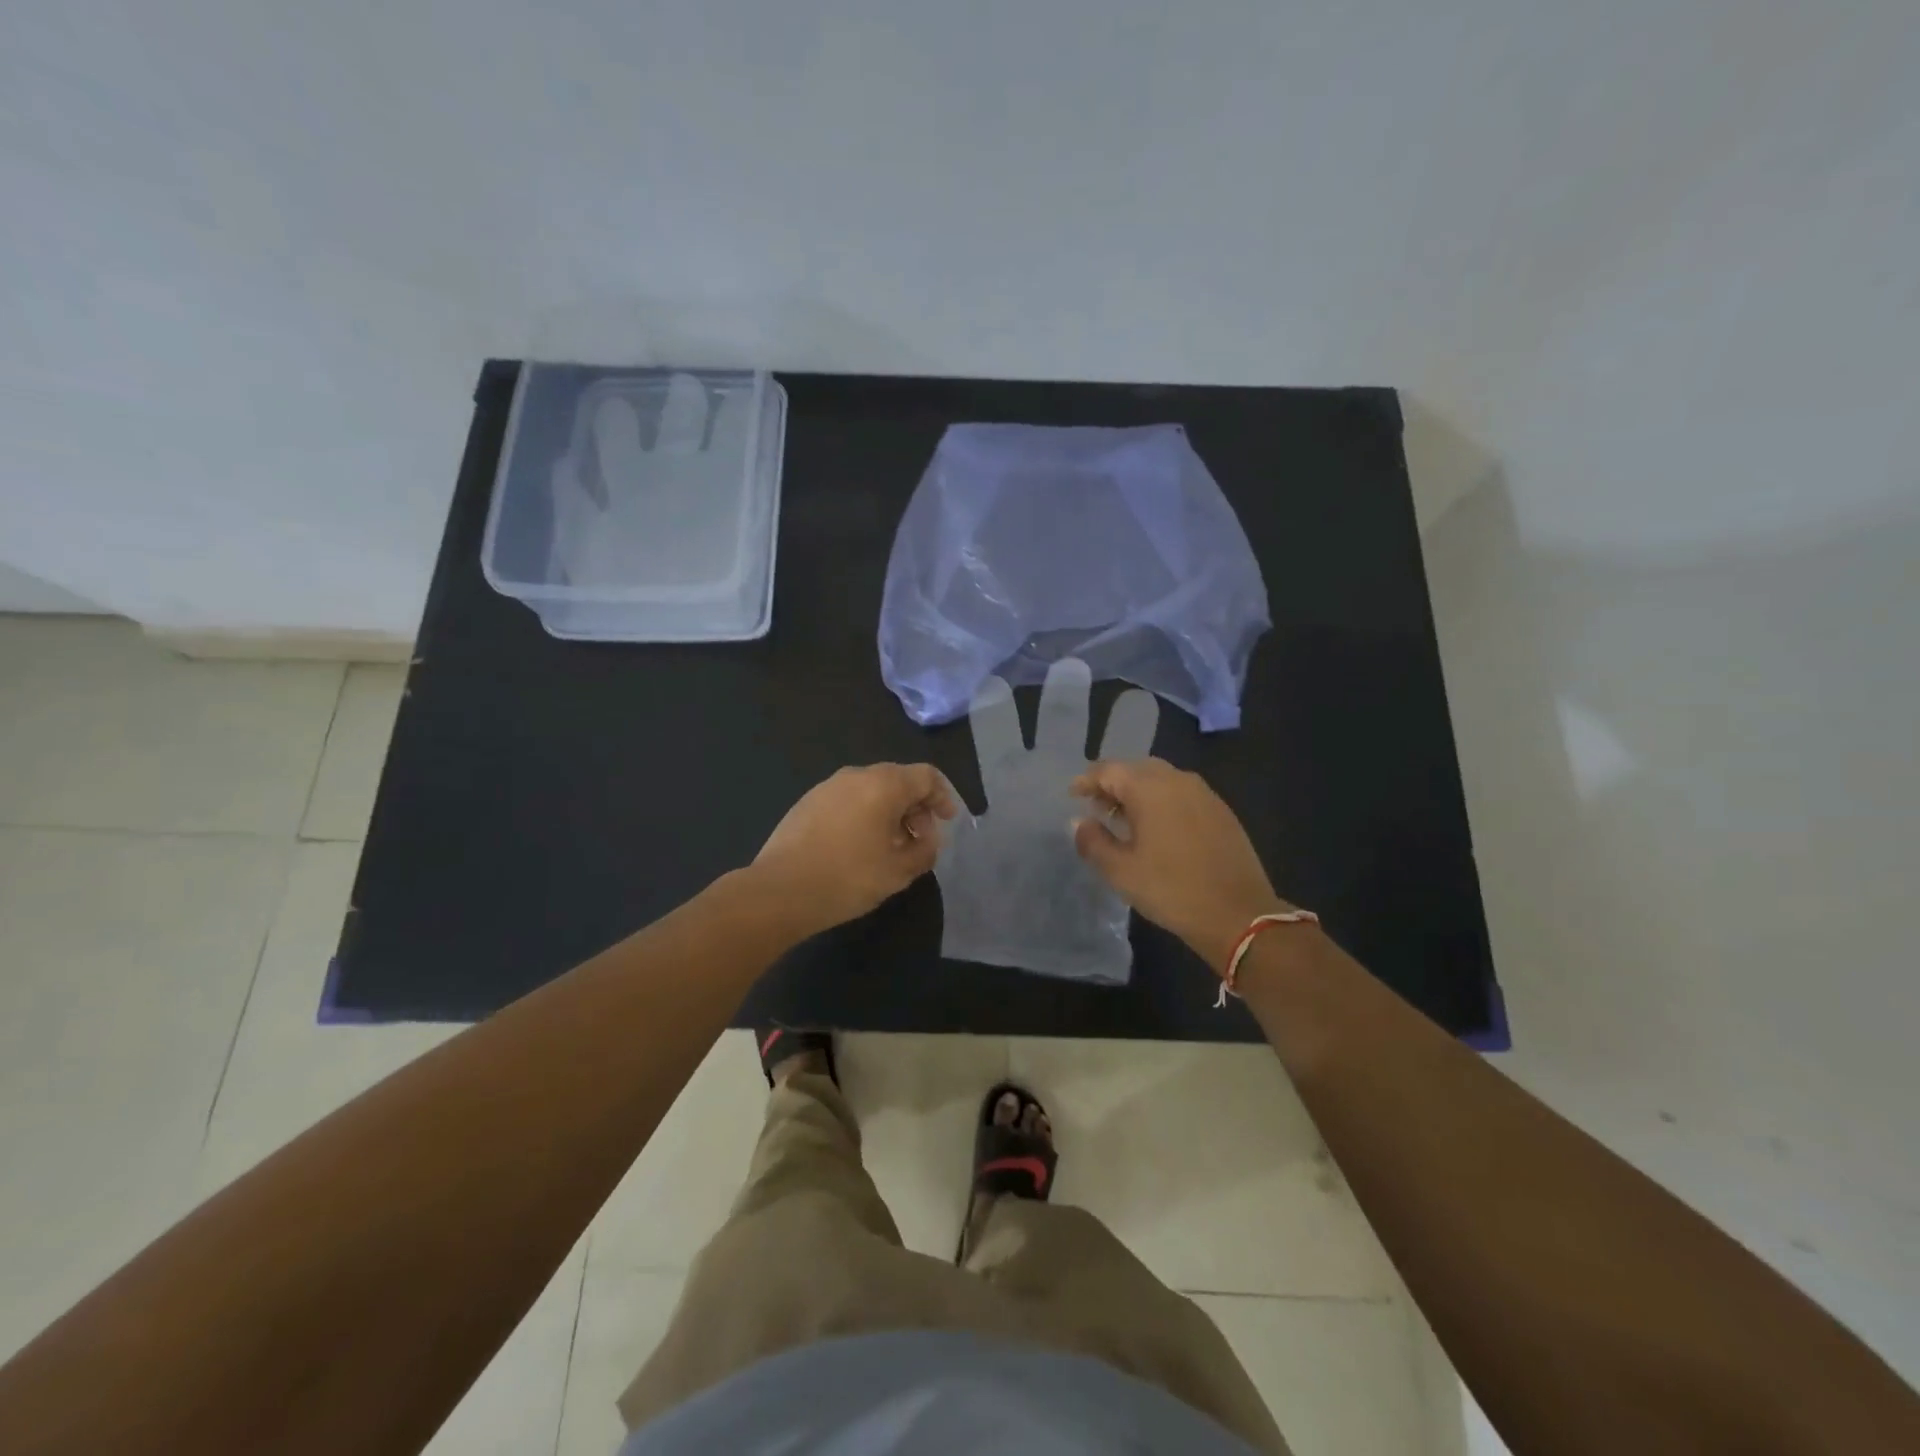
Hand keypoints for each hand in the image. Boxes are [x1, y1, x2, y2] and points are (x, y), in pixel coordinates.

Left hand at [754, 763, 957, 935]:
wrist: (779, 891)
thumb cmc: (848, 878)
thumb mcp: (899, 871)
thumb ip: (925, 851)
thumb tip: (928, 839)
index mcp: (884, 784)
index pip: (926, 776)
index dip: (943, 796)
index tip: (947, 821)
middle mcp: (856, 776)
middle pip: (898, 780)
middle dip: (916, 807)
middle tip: (920, 840)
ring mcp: (827, 787)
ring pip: (871, 790)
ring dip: (889, 813)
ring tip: (890, 847)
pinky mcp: (807, 802)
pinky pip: (848, 800)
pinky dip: (864, 815)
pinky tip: (859, 847)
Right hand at [1070, 758, 1288, 972]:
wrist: (1238, 914)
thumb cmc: (1171, 890)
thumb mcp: (1120, 871)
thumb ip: (1092, 841)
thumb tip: (1080, 822)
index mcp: (1149, 788)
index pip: (1108, 770)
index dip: (1087, 781)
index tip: (1073, 796)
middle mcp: (1177, 780)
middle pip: (1136, 769)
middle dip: (1112, 784)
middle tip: (1096, 807)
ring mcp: (1203, 793)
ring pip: (1161, 779)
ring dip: (1137, 792)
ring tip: (1124, 819)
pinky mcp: (1220, 810)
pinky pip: (1181, 793)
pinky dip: (1161, 801)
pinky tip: (1157, 828)